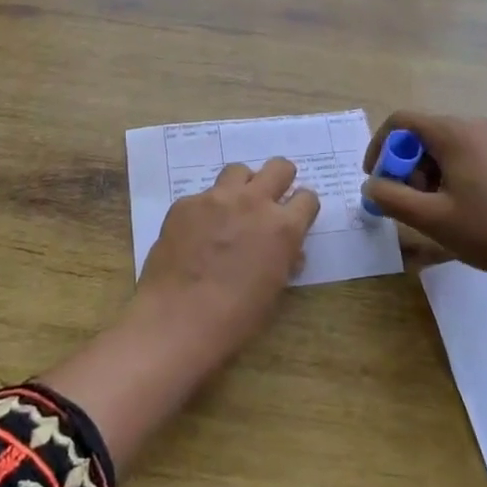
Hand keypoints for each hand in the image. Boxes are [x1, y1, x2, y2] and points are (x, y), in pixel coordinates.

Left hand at [41, 159, 319, 474]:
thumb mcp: (274, 290)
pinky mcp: (185, 203)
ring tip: (233, 209)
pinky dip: (207, 208)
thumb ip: (284, 259)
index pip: (307, 198)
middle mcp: (254, 202)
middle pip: (279, 167)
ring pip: (239, 171)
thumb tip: (287, 250)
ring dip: (242, 186)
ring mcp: (216, 198)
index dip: (302, 208)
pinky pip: (203, 195)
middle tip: (270, 200)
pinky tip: (197, 233)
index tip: (295, 218)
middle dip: (280, 180)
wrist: (179, 319)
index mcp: (283, 227)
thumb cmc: (235, 317)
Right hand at [362, 112, 486, 297]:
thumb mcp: (429, 218)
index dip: (380, 146)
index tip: (376, 179)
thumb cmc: (486, 232)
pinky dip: (447, 174)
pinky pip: (463, 154)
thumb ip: (390, 197)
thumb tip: (371, 185)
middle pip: (422, 134)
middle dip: (405, 165)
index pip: (402, 121)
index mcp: (455, 133)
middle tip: (407, 201)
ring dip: (425, 172)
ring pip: (442, 146)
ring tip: (432, 209)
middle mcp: (475, 126)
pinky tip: (455, 207)